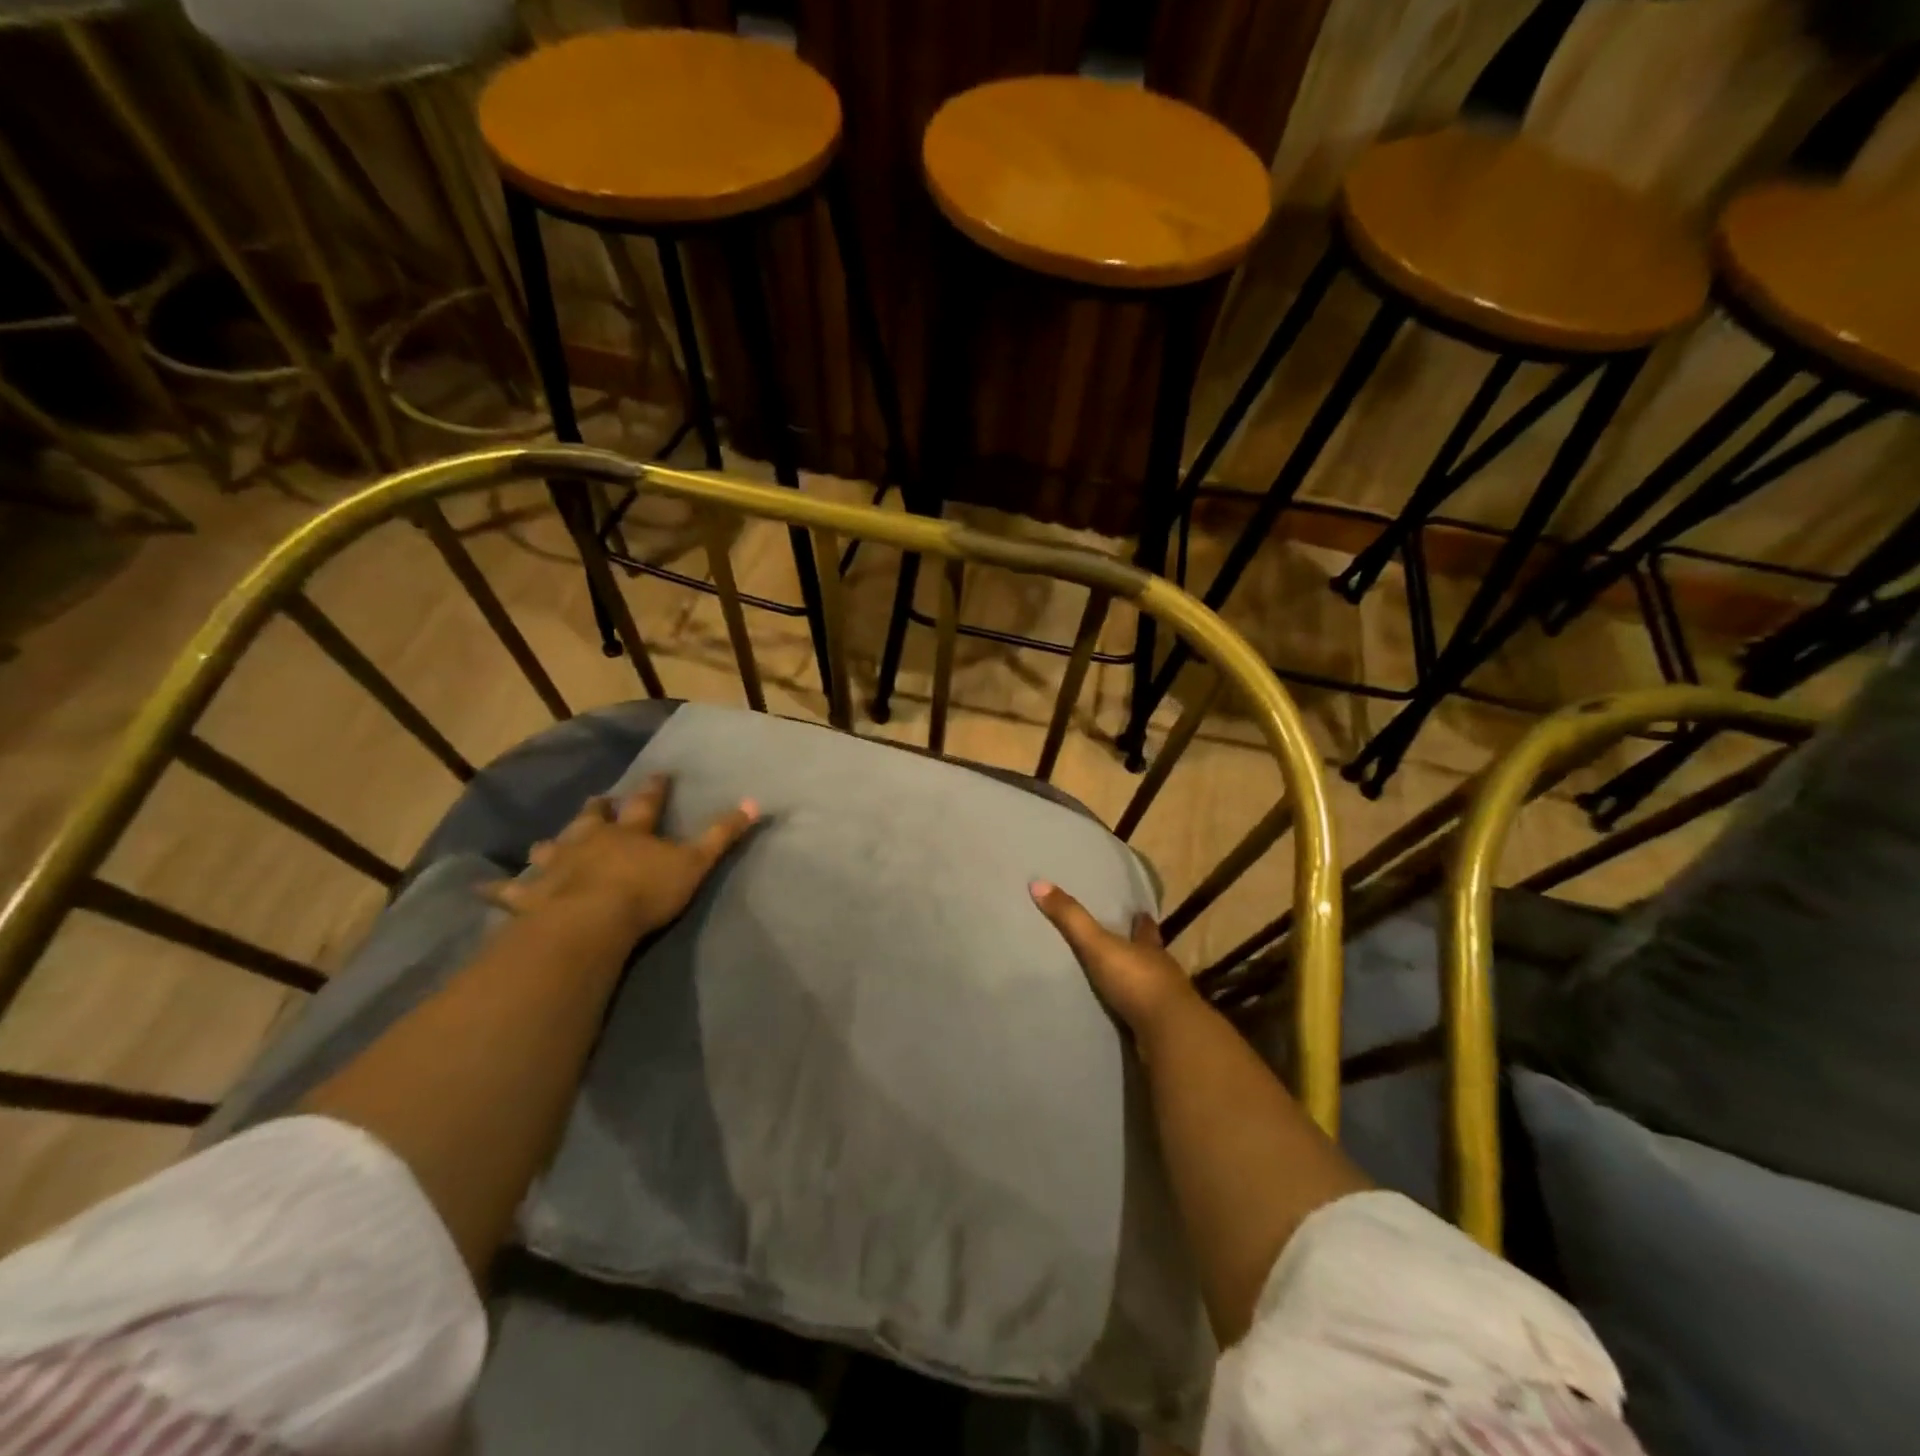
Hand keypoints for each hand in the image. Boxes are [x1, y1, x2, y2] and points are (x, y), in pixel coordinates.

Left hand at [485, 775, 757, 946]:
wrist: (591, 922)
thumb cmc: (646, 891)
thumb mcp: (695, 862)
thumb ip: (722, 834)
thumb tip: (755, 801)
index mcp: (632, 832)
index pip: (647, 802)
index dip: (654, 788)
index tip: (659, 773)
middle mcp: (591, 841)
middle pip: (594, 819)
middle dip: (598, 809)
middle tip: (598, 800)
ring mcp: (558, 866)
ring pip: (553, 848)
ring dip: (552, 844)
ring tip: (545, 841)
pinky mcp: (531, 896)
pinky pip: (511, 891)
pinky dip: (499, 889)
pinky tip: (480, 887)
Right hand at [1029, 880, 1198, 1037]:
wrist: (1168, 1032)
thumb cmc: (1135, 980)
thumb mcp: (1098, 945)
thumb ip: (1071, 918)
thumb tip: (1038, 883)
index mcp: (1149, 946)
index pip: (1146, 928)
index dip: (1141, 921)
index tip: (1139, 913)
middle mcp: (1161, 969)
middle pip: (1151, 954)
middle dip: (1140, 950)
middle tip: (1126, 945)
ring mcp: (1166, 1001)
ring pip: (1152, 984)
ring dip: (1139, 982)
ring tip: (1121, 981)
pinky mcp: (1163, 1029)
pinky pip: (1148, 1016)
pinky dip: (1137, 1012)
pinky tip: (1126, 1016)